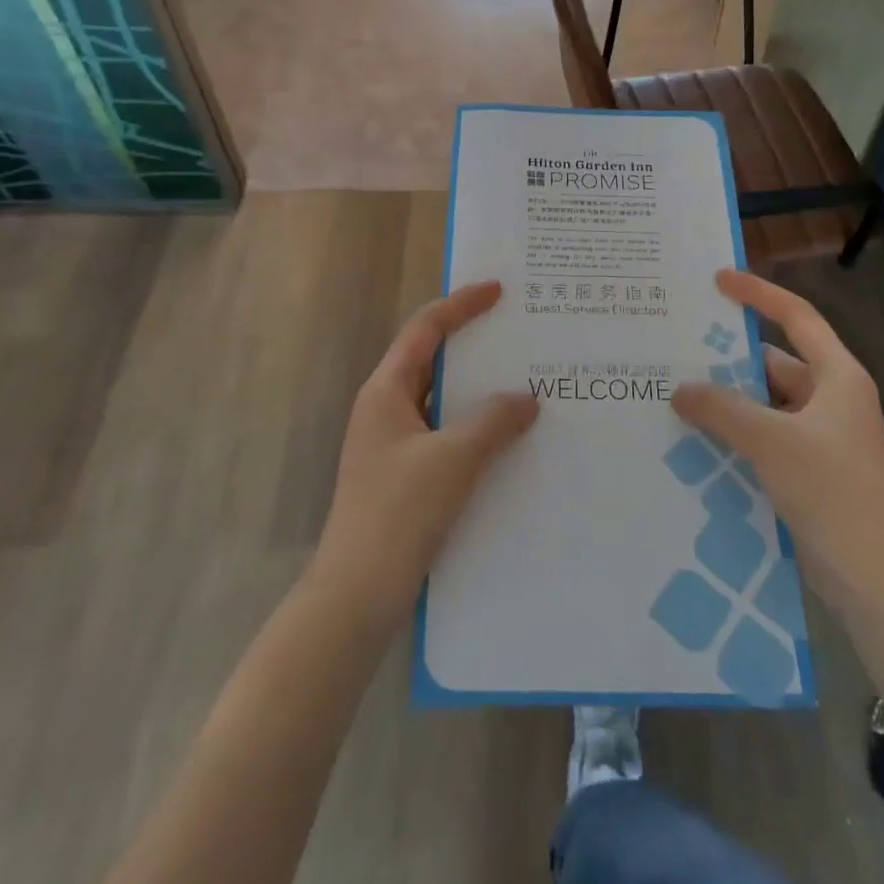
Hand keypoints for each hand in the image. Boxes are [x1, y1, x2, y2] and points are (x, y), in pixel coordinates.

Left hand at [308, 282, 537, 630]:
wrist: (357, 592)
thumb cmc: (399, 511)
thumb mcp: (453, 459)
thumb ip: (493, 421)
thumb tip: (526, 399)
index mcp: (386, 390)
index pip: (426, 329)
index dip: (461, 305)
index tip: (499, 291)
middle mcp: (385, 408)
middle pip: (432, 360)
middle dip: (474, 345)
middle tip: (518, 334)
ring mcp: (393, 444)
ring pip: (440, 400)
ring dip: (477, 390)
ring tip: (523, 381)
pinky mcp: (404, 475)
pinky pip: (444, 434)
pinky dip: (474, 426)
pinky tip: (507, 438)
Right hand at [672, 270, 883, 603]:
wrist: (879, 581)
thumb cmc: (834, 493)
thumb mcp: (772, 443)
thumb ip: (722, 409)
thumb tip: (680, 389)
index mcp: (837, 377)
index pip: (796, 317)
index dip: (758, 293)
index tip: (718, 280)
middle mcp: (831, 400)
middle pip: (773, 363)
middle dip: (727, 360)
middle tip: (676, 351)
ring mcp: (821, 438)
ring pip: (764, 405)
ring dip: (727, 403)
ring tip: (674, 397)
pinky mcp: (809, 471)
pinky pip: (764, 438)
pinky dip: (734, 436)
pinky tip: (695, 442)